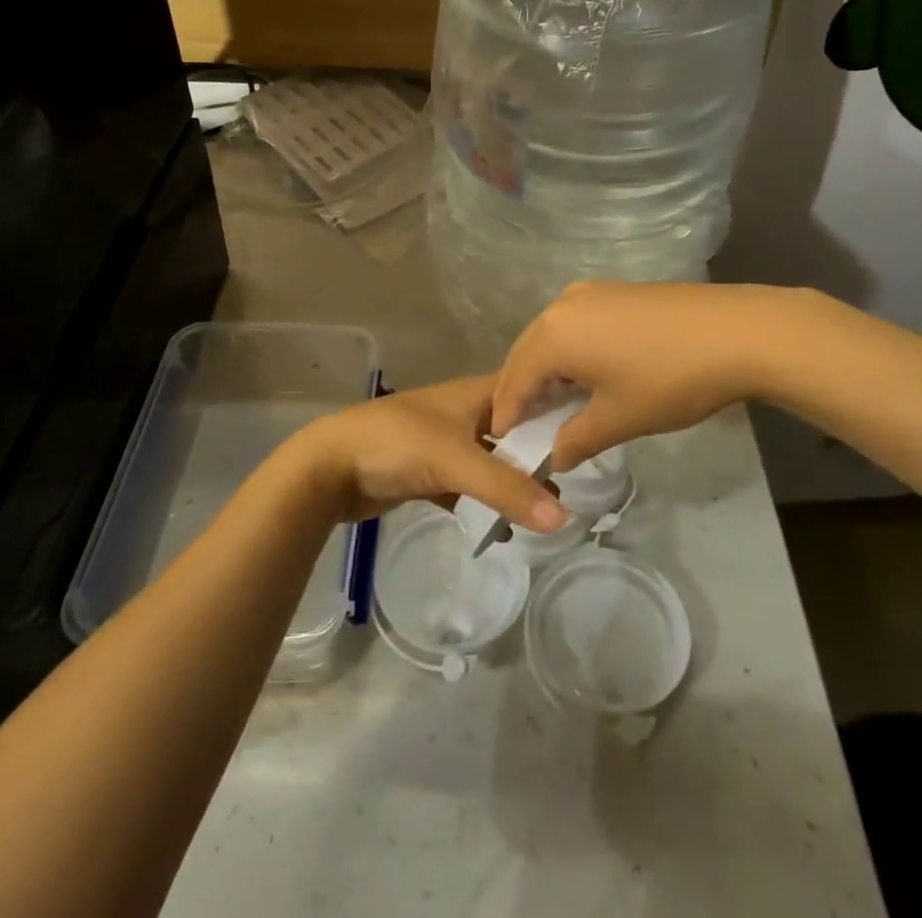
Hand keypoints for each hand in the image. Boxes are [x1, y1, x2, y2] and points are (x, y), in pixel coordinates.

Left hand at [293, 376, 567, 530]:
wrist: (331, 466)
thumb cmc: (397, 444)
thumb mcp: (456, 461)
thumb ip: (507, 488)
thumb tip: (563, 517)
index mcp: (476, 394)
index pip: (529, 392)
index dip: (559, 407)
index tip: (591, 431)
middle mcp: (466, 413)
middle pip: (514, 431)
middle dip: (540, 455)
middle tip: (573, 484)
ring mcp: (446, 443)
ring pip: (492, 461)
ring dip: (514, 483)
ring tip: (546, 511)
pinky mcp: (429, 472)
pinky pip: (469, 487)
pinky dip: (485, 503)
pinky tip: (503, 530)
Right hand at [493, 282, 774, 468]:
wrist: (738, 331)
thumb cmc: (669, 380)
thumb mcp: (618, 419)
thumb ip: (576, 439)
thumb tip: (555, 455)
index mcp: (554, 334)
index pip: (515, 379)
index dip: (507, 414)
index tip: (501, 443)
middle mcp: (563, 304)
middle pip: (527, 352)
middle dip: (520, 389)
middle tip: (521, 426)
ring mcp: (591, 292)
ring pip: (552, 336)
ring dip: (546, 369)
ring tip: (552, 405)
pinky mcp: (617, 291)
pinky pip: (575, 325)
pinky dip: (569, 352)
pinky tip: (585, 374)